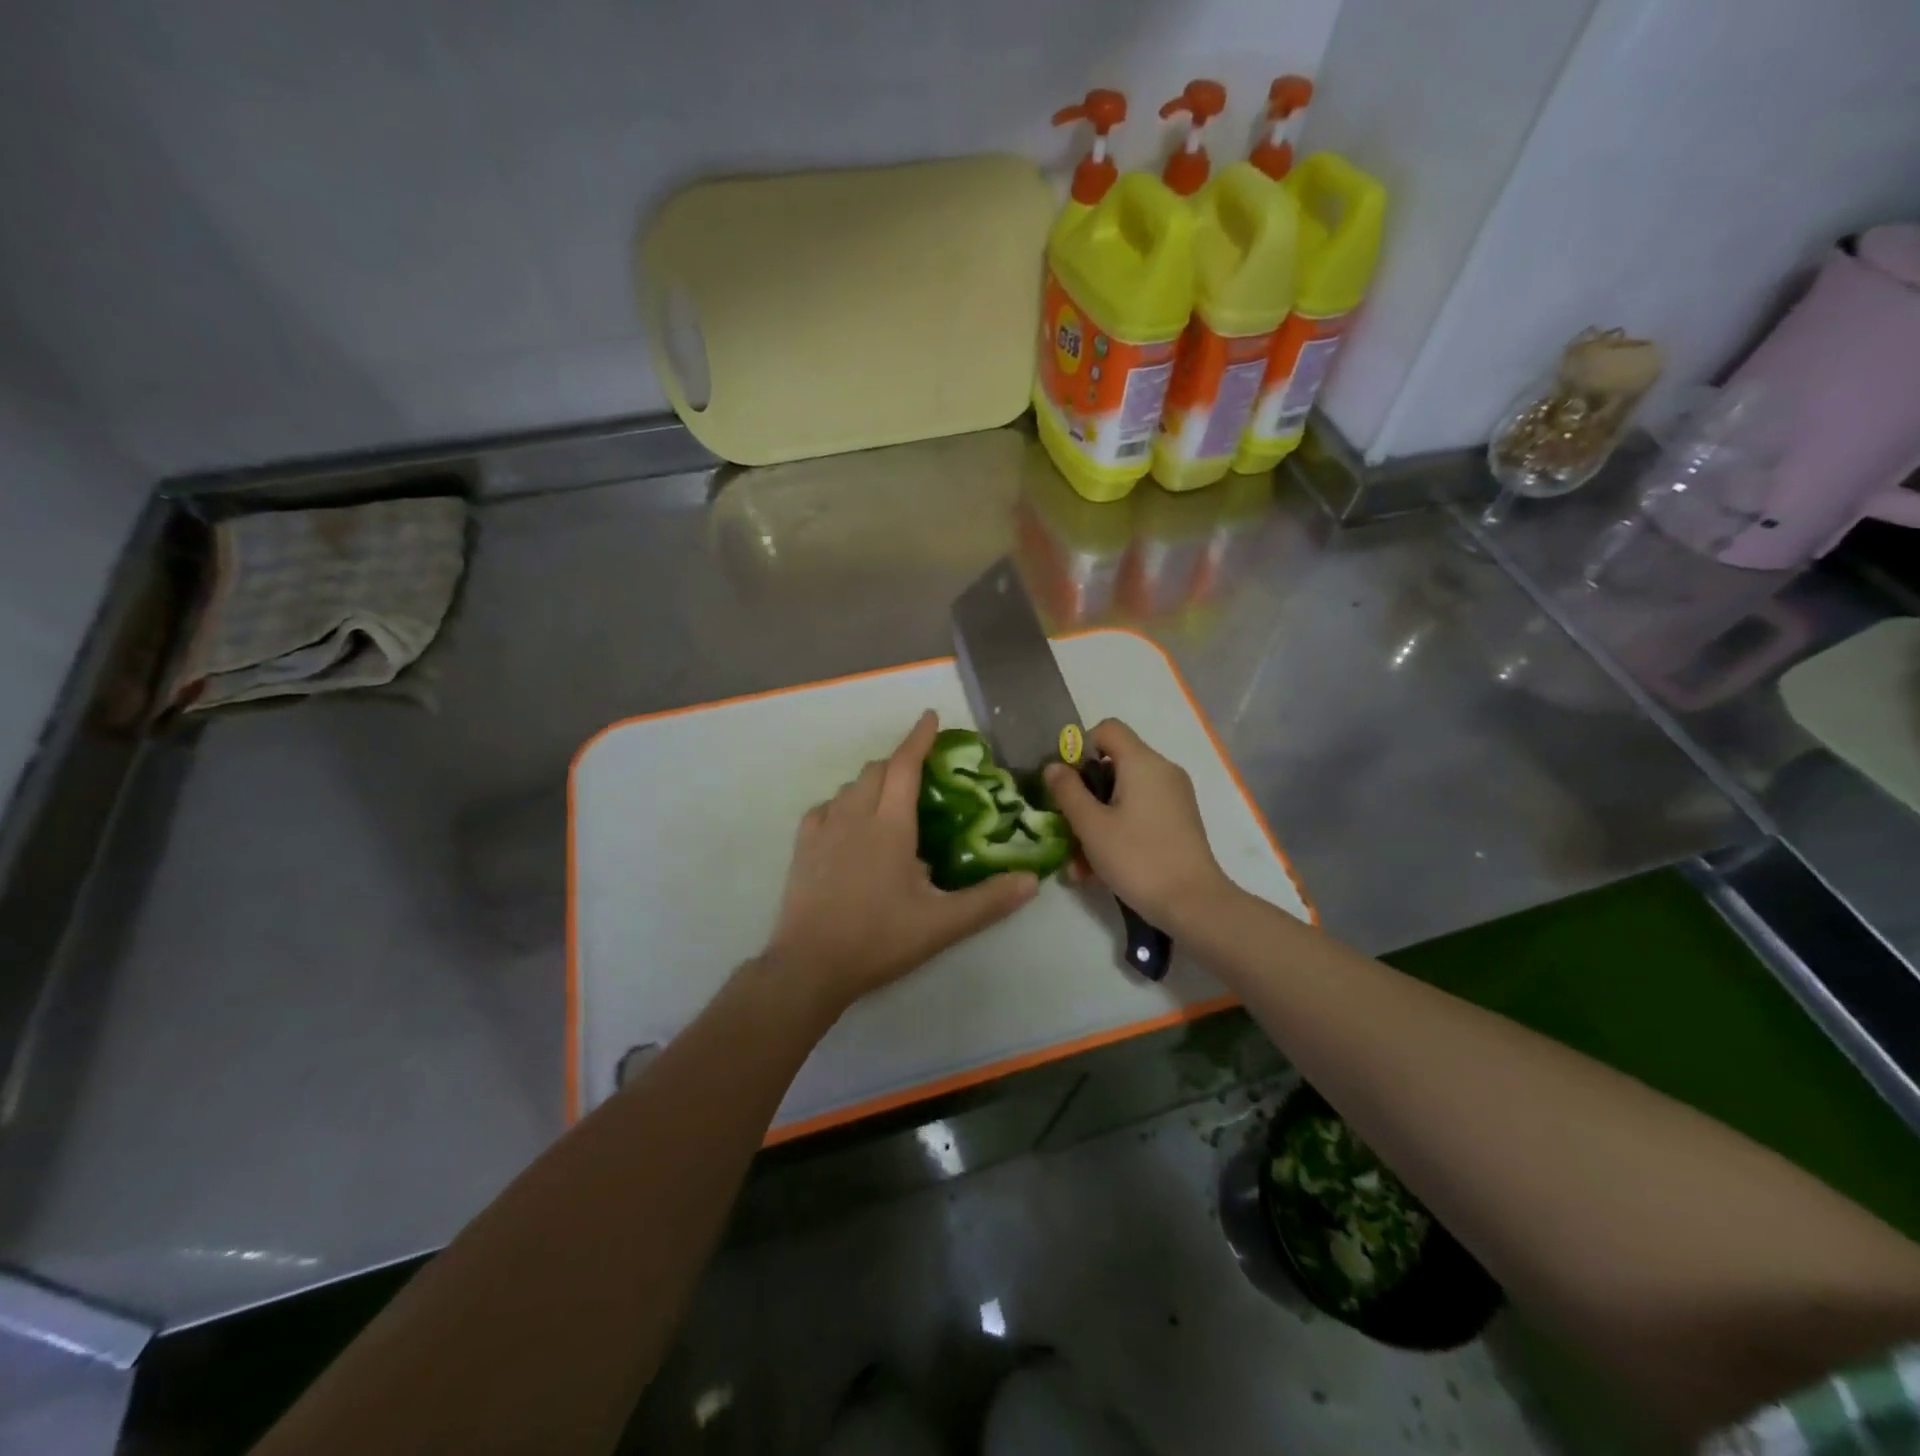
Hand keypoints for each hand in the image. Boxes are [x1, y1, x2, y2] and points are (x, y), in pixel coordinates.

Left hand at [761, 710, 1038, 1014]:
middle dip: (899, 761)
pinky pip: (825, 808)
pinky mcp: (802, 848)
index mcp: (890, 826)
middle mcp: (855, 816)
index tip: (930, 716)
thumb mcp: (941, 924)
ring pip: (850, 787)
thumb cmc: (878, 939)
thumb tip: (1031, 881)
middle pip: (877, 770)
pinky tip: (850, 824)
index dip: (919, 738)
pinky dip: (843, 804)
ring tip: (889, 801)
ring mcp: (823, 830)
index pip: (905, 766)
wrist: (809, 966)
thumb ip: (988, 901)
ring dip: (873, 782)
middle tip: (920, 774)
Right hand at [1043, 719, 1229, 928]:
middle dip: (1084, 795)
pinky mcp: (1179, 822)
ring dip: (1096, 822)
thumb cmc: (1137, 858)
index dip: (1080, 748)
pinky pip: (1139, 813)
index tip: (1067, 784)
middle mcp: (1162, 771)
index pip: (1107, 729)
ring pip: (1123, 796)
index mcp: (1142, 762)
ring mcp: (1174, 798)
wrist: (1194, 903)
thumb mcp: (1091, 826)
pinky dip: (1117, 831)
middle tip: (1067, 828)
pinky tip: (1099, 870)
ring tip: (1078, 864)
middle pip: (1113, 765)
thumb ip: (1067, 791)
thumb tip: (1054, 767)